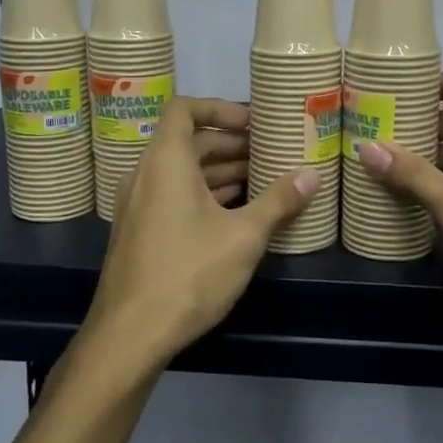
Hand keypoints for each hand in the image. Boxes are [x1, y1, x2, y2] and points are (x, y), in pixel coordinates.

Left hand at [86, 98, 318, 371]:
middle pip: (189, 141)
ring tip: (263, 179)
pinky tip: (237, 212)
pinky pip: (173, 195)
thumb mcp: (243, 236)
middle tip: (270, 152)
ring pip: (182, 171)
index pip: (185, 109)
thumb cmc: (189, 273)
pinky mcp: (140, 231)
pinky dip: (204, 193)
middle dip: (231, 143)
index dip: (221, 107)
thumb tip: (312, 175)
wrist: (130, 335)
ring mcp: (139, 204)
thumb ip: (278, 201)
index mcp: (166, 161)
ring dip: (220, 170)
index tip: (255, 122)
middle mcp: (146, 174)